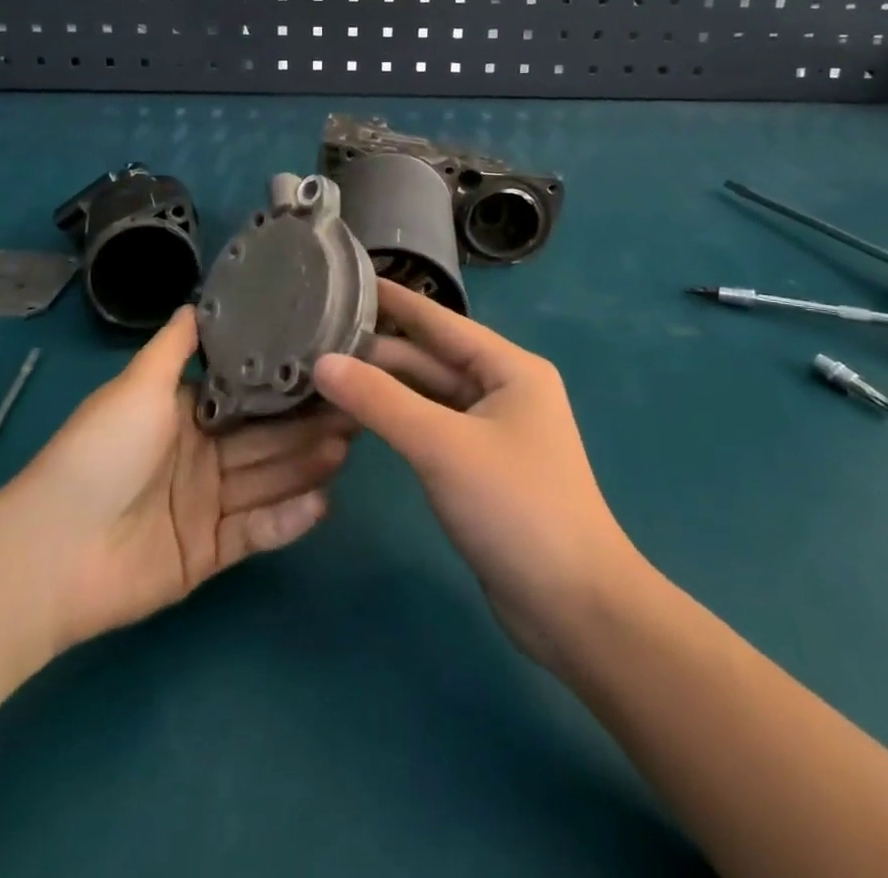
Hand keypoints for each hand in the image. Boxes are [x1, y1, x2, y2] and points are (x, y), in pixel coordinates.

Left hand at [4, 308, 356, 652]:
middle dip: (306, 425)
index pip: (245, 397)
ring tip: (347, 446)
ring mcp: (205, 508)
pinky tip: (322, 501)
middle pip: (263, 439)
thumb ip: (174, 345)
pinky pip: (255, 532)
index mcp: (183, 415)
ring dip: (305, 466)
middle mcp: (199, 457)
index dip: (284, 386)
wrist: (51, 552)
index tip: (329, 370)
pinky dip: (287, 519)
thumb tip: (198, 301)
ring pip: (266, 481)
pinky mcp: (207, 555)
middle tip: (356, 410)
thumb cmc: (100, 453)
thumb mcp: (137, 385)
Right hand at [313, 281, 634, 670]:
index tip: (346, 280)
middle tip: (313, 339)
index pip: (439, 321)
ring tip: (322, 373)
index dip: (393, 300)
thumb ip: (379, 401)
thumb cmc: (516, 507)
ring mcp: (491, 431)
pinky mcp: (479, 468)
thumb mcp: (442, 445)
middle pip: (429, 360)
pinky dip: (395, 421)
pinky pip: (429, 428)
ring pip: (426, 396)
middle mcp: (502, 390)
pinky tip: (354, 418)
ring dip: (382, 388)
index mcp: (508, 368)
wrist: (574, 608)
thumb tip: (321, 362)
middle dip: (376, 352)